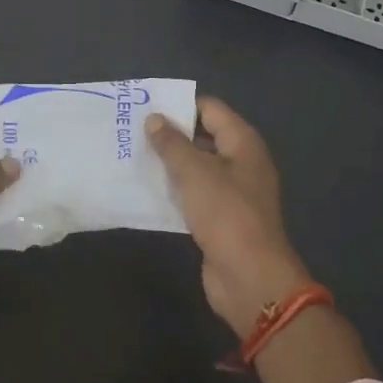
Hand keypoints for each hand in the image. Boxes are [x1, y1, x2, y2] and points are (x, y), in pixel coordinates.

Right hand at [147, 99, 313, 337]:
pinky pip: (194, 194)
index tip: (145, 106)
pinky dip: (174, 190)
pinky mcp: (221, 218)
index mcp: (243, 143)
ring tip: (132, 156)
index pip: (210, 108)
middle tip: (132, 130)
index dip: (180, 104)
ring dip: (169, 163)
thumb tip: (155, 118)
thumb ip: (172, 143)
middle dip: (171, 134)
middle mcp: (241, 162)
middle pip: (203, 136)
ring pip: (196, 167)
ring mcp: (232, 192)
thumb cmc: (226, 214)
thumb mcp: (194, 172)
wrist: (250, 278)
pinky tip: (146, 189)